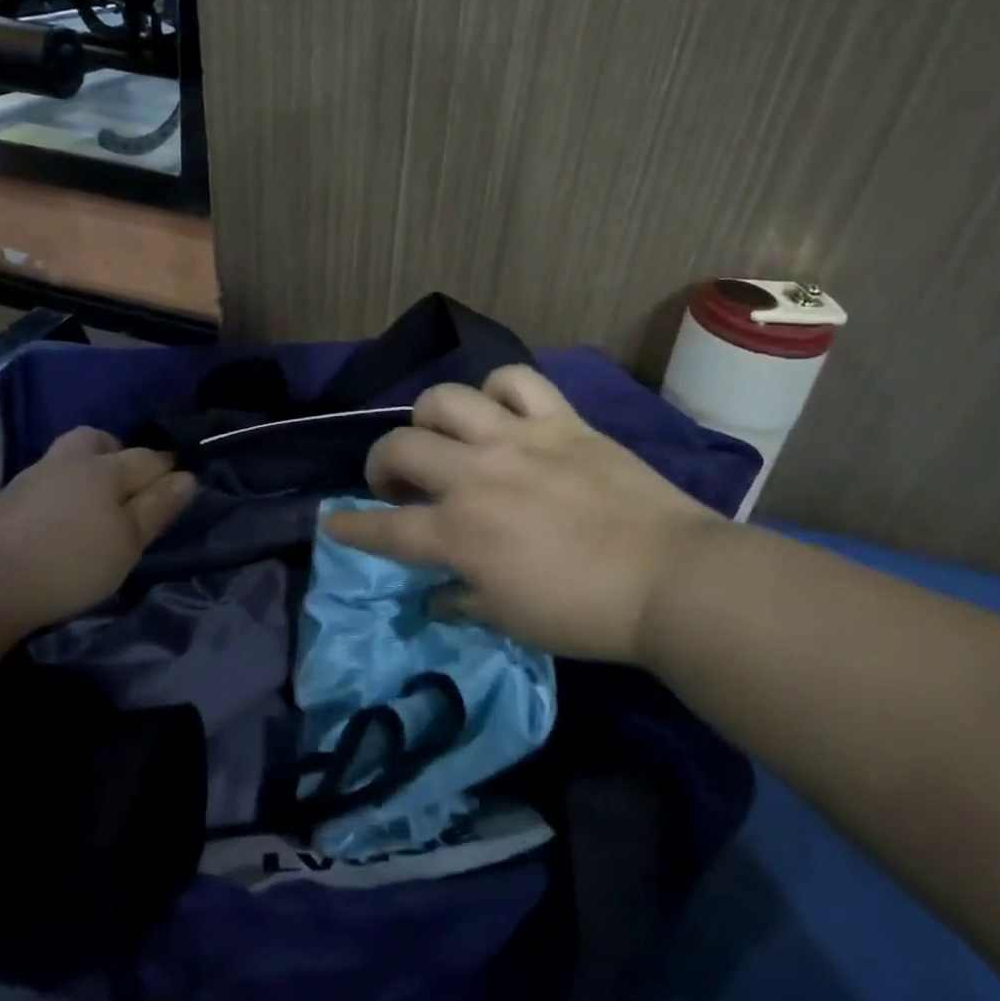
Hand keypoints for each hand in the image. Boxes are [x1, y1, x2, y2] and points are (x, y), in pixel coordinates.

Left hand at [0, 427, 195, 636]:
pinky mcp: (0, 502)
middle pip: (97, 441)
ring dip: (80, 474)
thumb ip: (158, 507)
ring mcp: (29, 478)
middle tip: (124, 487)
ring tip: (87, 510)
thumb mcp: (128, 542)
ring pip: (64, 460)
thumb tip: (188, 476)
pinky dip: (52, 497)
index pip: (148, 458)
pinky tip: (51, 526)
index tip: (177, 489)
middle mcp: (68, 462)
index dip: (168, 471)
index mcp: (105, 468)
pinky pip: (39, 485)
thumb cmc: (69, 562)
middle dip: (115, 453)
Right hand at [320, 367, 723, 663]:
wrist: (669, 578)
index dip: (350, 527)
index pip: (384, 528)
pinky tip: (501, 411)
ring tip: (443, 436)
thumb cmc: (586, 612)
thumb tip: (435, 593)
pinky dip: (499, 391)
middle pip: (400, 446)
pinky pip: (516, 380)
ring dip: (430, 417)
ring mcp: (517, 440)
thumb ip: (461, 599)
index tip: (330, 522)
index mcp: (460, 533)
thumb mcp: (511, 620)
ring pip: (446, 398)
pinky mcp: (559, 420)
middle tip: (395, 480)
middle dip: (380, 462)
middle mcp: (476, 476)